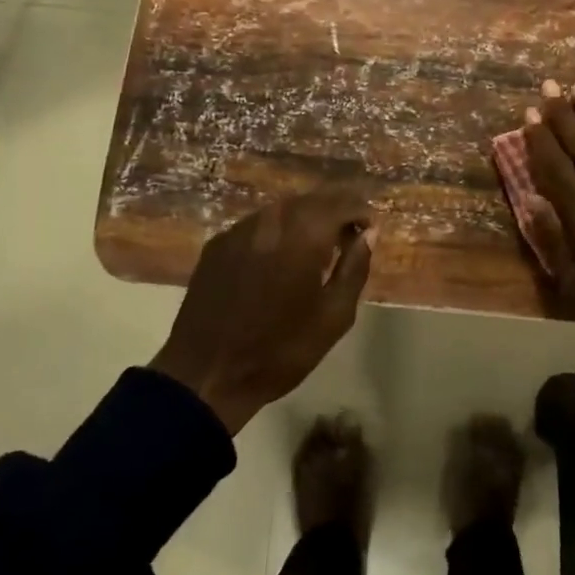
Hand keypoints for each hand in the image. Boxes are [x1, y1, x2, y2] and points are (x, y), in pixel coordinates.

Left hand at [150, 190, 375, 434]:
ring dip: (306, 220)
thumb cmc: (280, 350)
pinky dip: (277, 232)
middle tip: (347, 238)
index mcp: (304, 234)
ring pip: (284, 208)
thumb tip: (369, 233)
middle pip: (313, 198)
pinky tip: (278, 260)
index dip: (361, 212)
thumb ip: (355, 268)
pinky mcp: (218, 243)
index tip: (369, 231)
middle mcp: (272, 219)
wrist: (206, 375)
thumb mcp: (334, 316)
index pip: (343, 201)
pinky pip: (258, 224)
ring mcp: (240, 229)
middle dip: (335, 212)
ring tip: (315, 250)